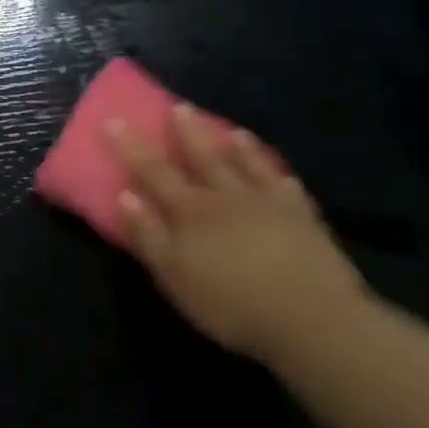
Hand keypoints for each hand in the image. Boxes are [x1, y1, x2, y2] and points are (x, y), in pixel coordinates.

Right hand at [110, 105, 366, 365]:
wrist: (314, 321)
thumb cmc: (232, 304)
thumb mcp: (175, 277)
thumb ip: (148, 236)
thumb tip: (124, 195)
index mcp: (190, 211)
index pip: (153, 171)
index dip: (131, 147)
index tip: (114, 121)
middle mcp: (226, 197)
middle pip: (202, 157)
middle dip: (187, 132)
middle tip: (178, 107)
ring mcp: (268, 204)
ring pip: (247, 166)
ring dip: (236, 147)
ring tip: (230, 130)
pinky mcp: (303, 220)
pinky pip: (287, 188)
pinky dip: (278, 175)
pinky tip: (279, 172)